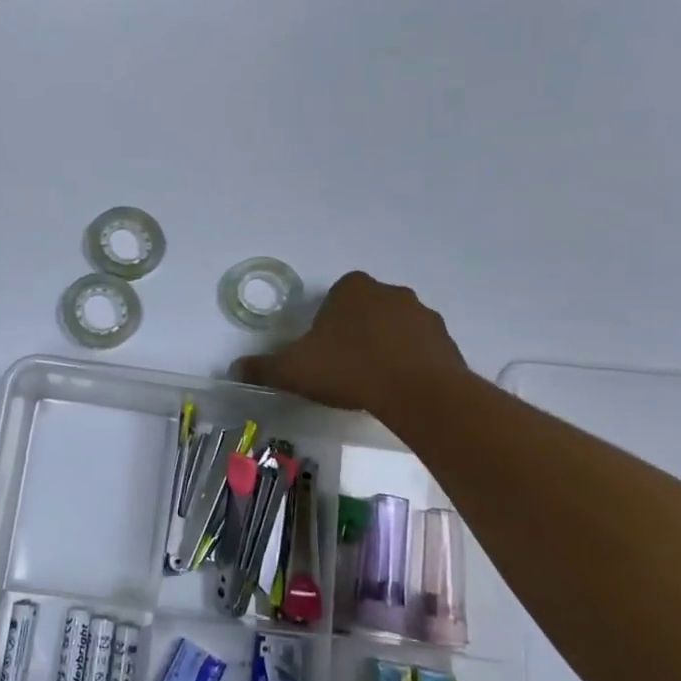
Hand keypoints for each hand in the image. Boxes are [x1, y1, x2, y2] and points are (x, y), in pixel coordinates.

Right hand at [234, 271, 468, 413]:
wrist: (417, 392)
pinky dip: (411, 364)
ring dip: (386, 347)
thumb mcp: (294, 370)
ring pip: (396, 328)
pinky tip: (400, 390)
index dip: (326, 323)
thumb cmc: (349, 369)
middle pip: (367, 310)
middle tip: (345, 368)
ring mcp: (423, 315)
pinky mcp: (446, 341)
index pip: (335, 296)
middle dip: (357, 332)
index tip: (322, 351)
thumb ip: (263, 367)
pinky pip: (422, 349)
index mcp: (352, 288)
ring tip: (374, 383)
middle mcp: (390, 292)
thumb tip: (235, 368)